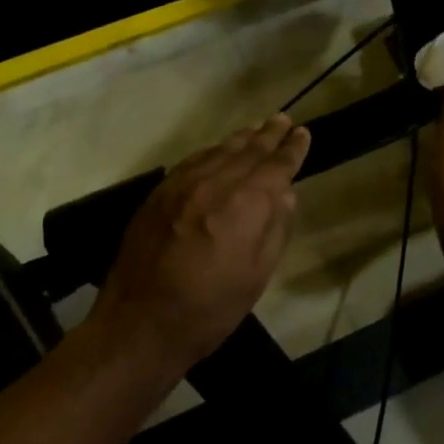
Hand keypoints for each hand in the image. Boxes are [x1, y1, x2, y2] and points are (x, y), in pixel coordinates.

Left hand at [91, 115, 310, 375]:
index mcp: (247, 203)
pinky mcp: (160, 192)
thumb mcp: (258, 275)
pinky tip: (218, 150)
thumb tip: (285, 193)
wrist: (140, 323)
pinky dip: (212, 151)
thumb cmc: (211, 309)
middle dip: (269, 134)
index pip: (277, 164)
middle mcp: (216, 182)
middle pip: (249, 149)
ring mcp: (184, 183)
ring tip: (256, 129)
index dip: (293, 148)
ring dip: (241, 138)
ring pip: (220, 150)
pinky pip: (194, 159)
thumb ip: (275, 227)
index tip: (302, 133)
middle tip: (283, 120)